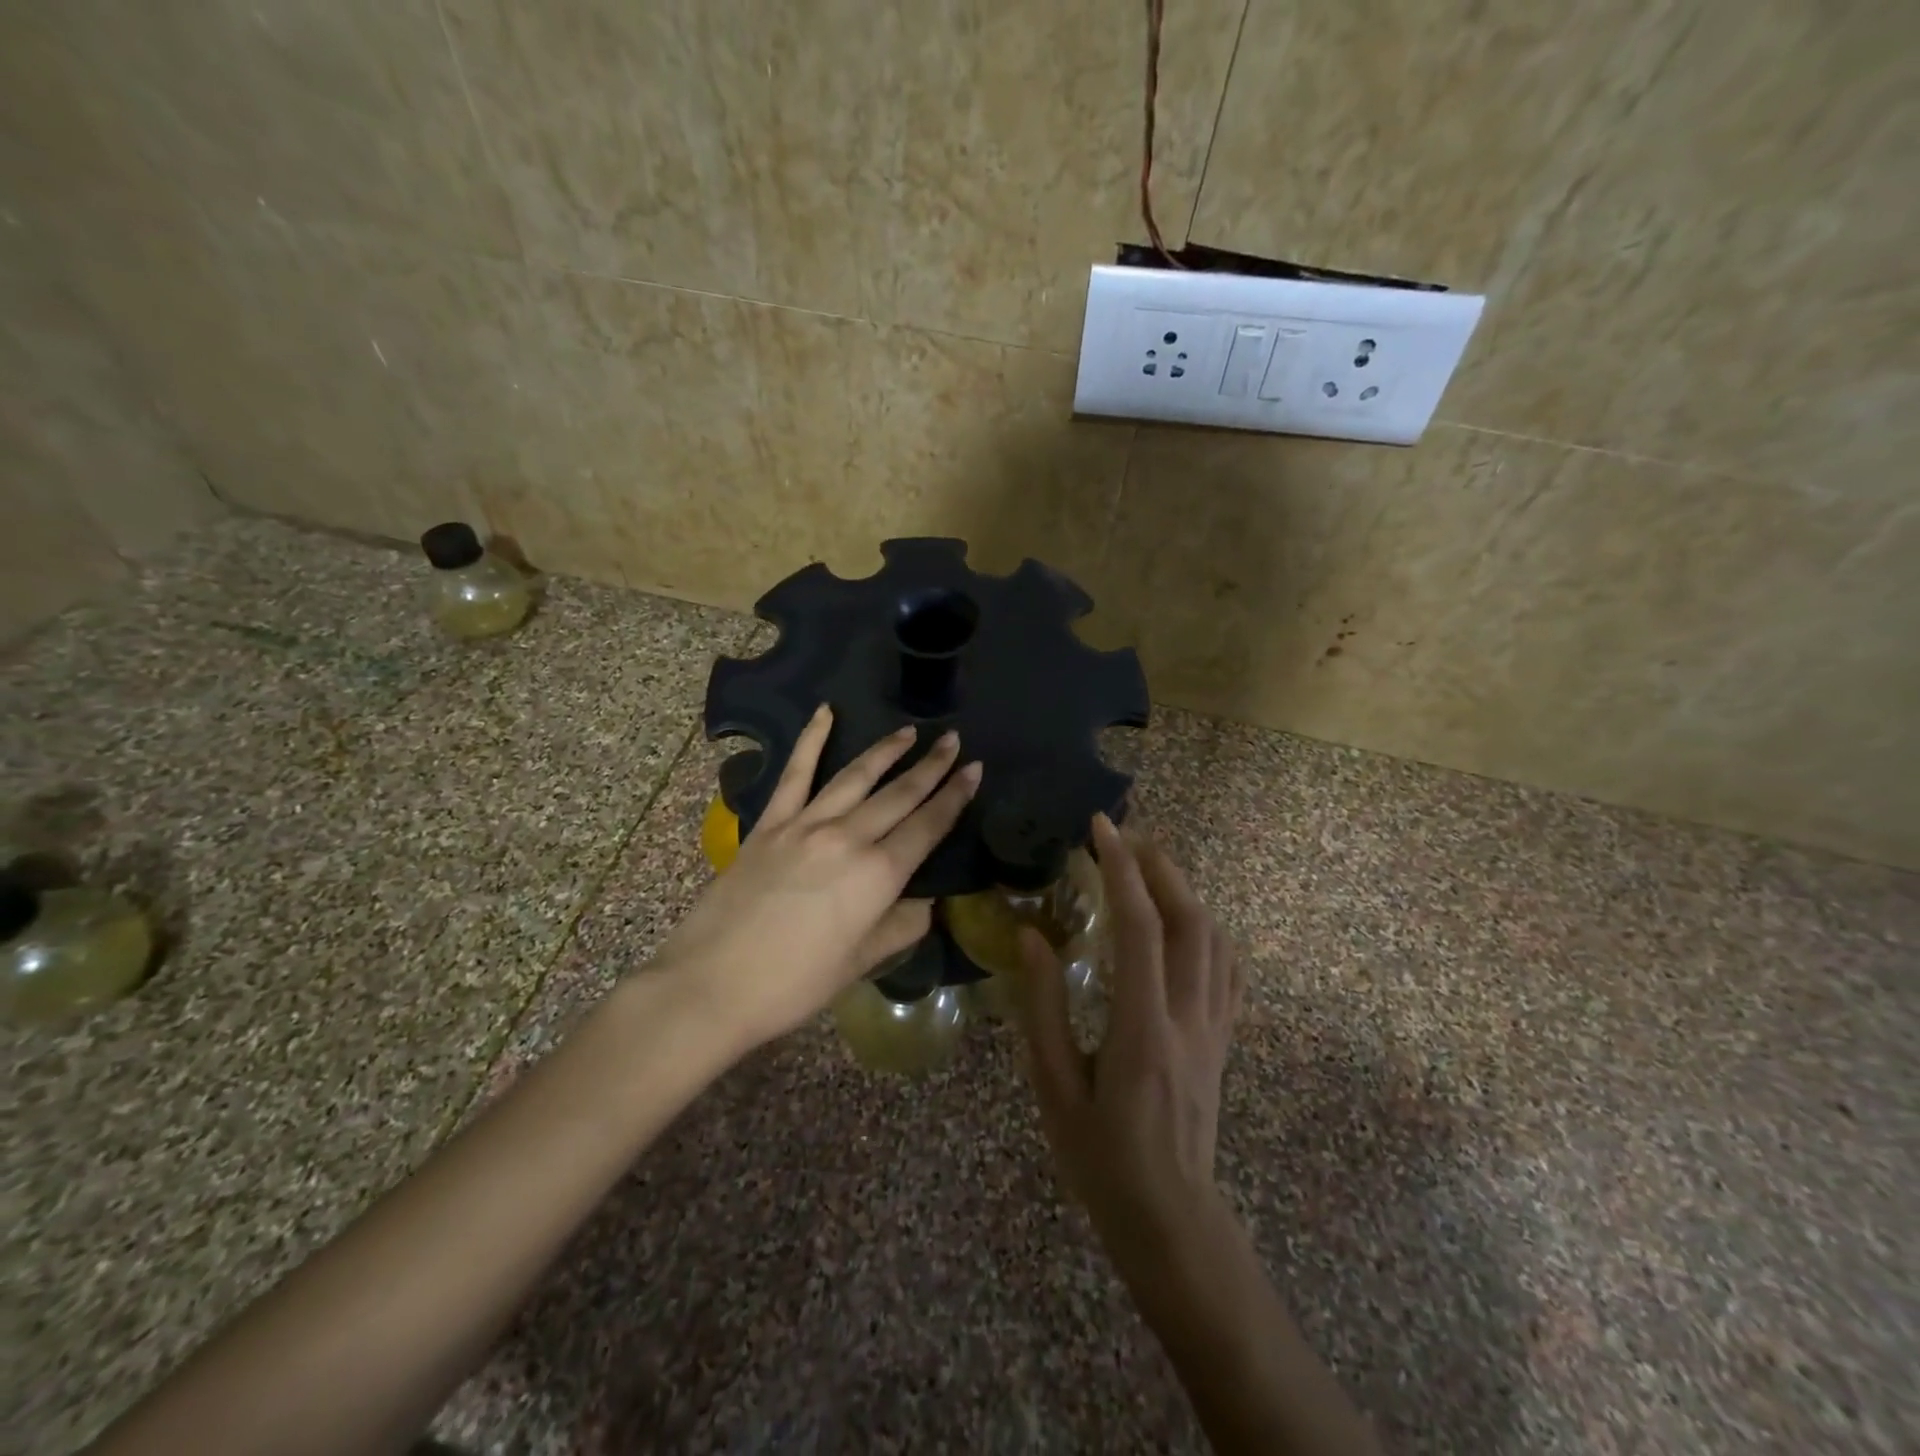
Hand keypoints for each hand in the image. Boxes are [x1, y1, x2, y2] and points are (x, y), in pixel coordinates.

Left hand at [657, 705, 980, 1052]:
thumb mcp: (860, 963)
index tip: (974, 768)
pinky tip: (825, 712)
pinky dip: (811, 740)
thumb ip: (900, 926)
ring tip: (909, 732)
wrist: (711, 985)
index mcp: (878, 875)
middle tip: (952, 740)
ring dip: (886, 751)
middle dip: (931, 766)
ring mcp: (805, 825)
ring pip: (856, 777)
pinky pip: (795, 774)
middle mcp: (848, 838)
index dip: (955, 796)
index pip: (928, 826)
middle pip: (899, 794)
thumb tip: (925, 903)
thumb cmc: (794, 984)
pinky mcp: (769, 824)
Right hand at [1015, 814, 1244, 1265]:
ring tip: (1150, 867)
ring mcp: (1215, 1028)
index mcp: (1142, 1030)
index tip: (1101, 829)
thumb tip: (1032, 936)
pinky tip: (1187, 921)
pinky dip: (1209, 930)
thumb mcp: (1052, 1087)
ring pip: (1215, 940)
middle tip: (1125, 836)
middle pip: (1190, 921)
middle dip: (1159, 867)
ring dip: (1184, 891)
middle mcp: (1189, 1018)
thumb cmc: (1100, 1158)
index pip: (1140, 929)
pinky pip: (1229, 970)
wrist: (1170, 1220)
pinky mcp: (1223, 1040)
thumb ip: (1042, 1008)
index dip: (1122, 870)